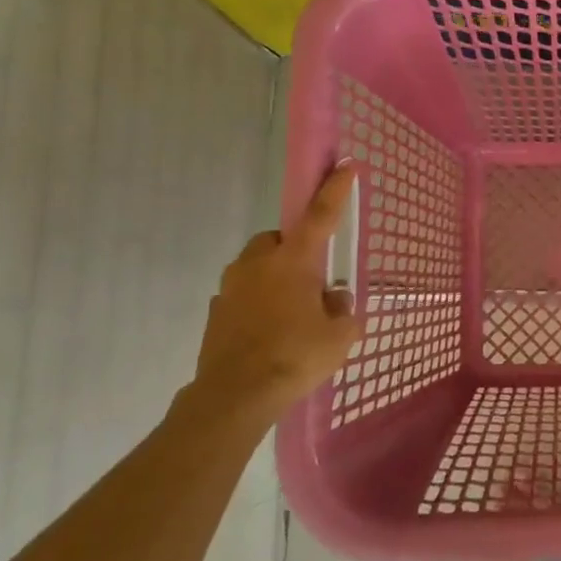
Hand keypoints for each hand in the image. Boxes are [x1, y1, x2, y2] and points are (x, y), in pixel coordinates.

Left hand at [191, 164, 364, 422]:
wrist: (235, 396)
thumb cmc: (296, 357)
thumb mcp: (340, 336)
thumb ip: (342, 311)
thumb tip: (334, 300)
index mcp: (293, 261)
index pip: (320, 215)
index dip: (335, 189)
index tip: (345, 164)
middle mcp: (258, 264)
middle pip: (279, 239)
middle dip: (295, 250)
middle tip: (313, 279)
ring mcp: (231, 287)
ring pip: (257, 266)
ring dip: (275, 277)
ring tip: (292, 310)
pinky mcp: (215, 311)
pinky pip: (242, 295)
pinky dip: (257, 302)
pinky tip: (269, 331)